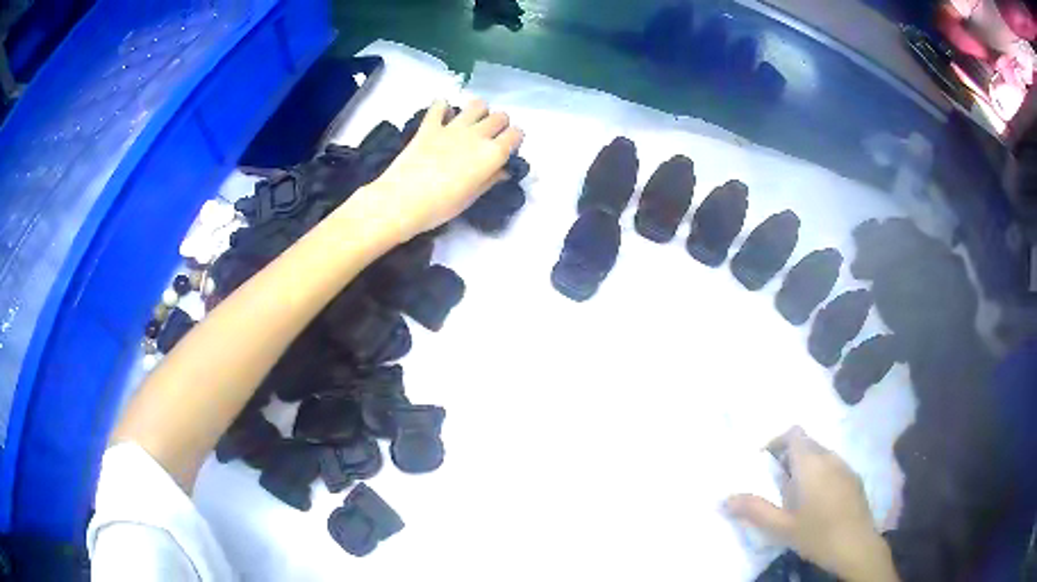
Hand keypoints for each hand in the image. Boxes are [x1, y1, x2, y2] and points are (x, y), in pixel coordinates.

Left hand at [349, 99, 523, 242]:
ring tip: (470, 125)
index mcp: (492, 154)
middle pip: (500, 116)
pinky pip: (440, 105)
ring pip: (477, 105)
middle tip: (489, 138)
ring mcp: (452, 127)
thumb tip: (502, 169)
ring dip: (478, 112)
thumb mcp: (471, 197)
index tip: (507, 149)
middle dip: (500, 125)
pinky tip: (442, 117)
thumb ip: (490, 179)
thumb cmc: (440, 207)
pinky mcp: (429, 125)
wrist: (402, 201)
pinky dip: (443, 107)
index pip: (516, 134)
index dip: (514, 140)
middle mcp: (477, 135)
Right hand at [726, 428, 898, 581]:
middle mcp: (829, 457)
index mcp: (811, 463)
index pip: (793, 433)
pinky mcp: (854, 478)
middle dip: (787, 456)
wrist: (856, 546)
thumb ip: (754, 510)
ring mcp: (845, 466)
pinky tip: (817, 503)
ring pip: (821, 454)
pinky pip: (833, 466)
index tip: (763, 462)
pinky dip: (820, 474)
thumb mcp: (780, 527)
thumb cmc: (817, 534)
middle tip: (774, 483)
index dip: (776, 440)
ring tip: (794, 496)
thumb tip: (725, 498)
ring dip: (804, 465)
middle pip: (806, 443)